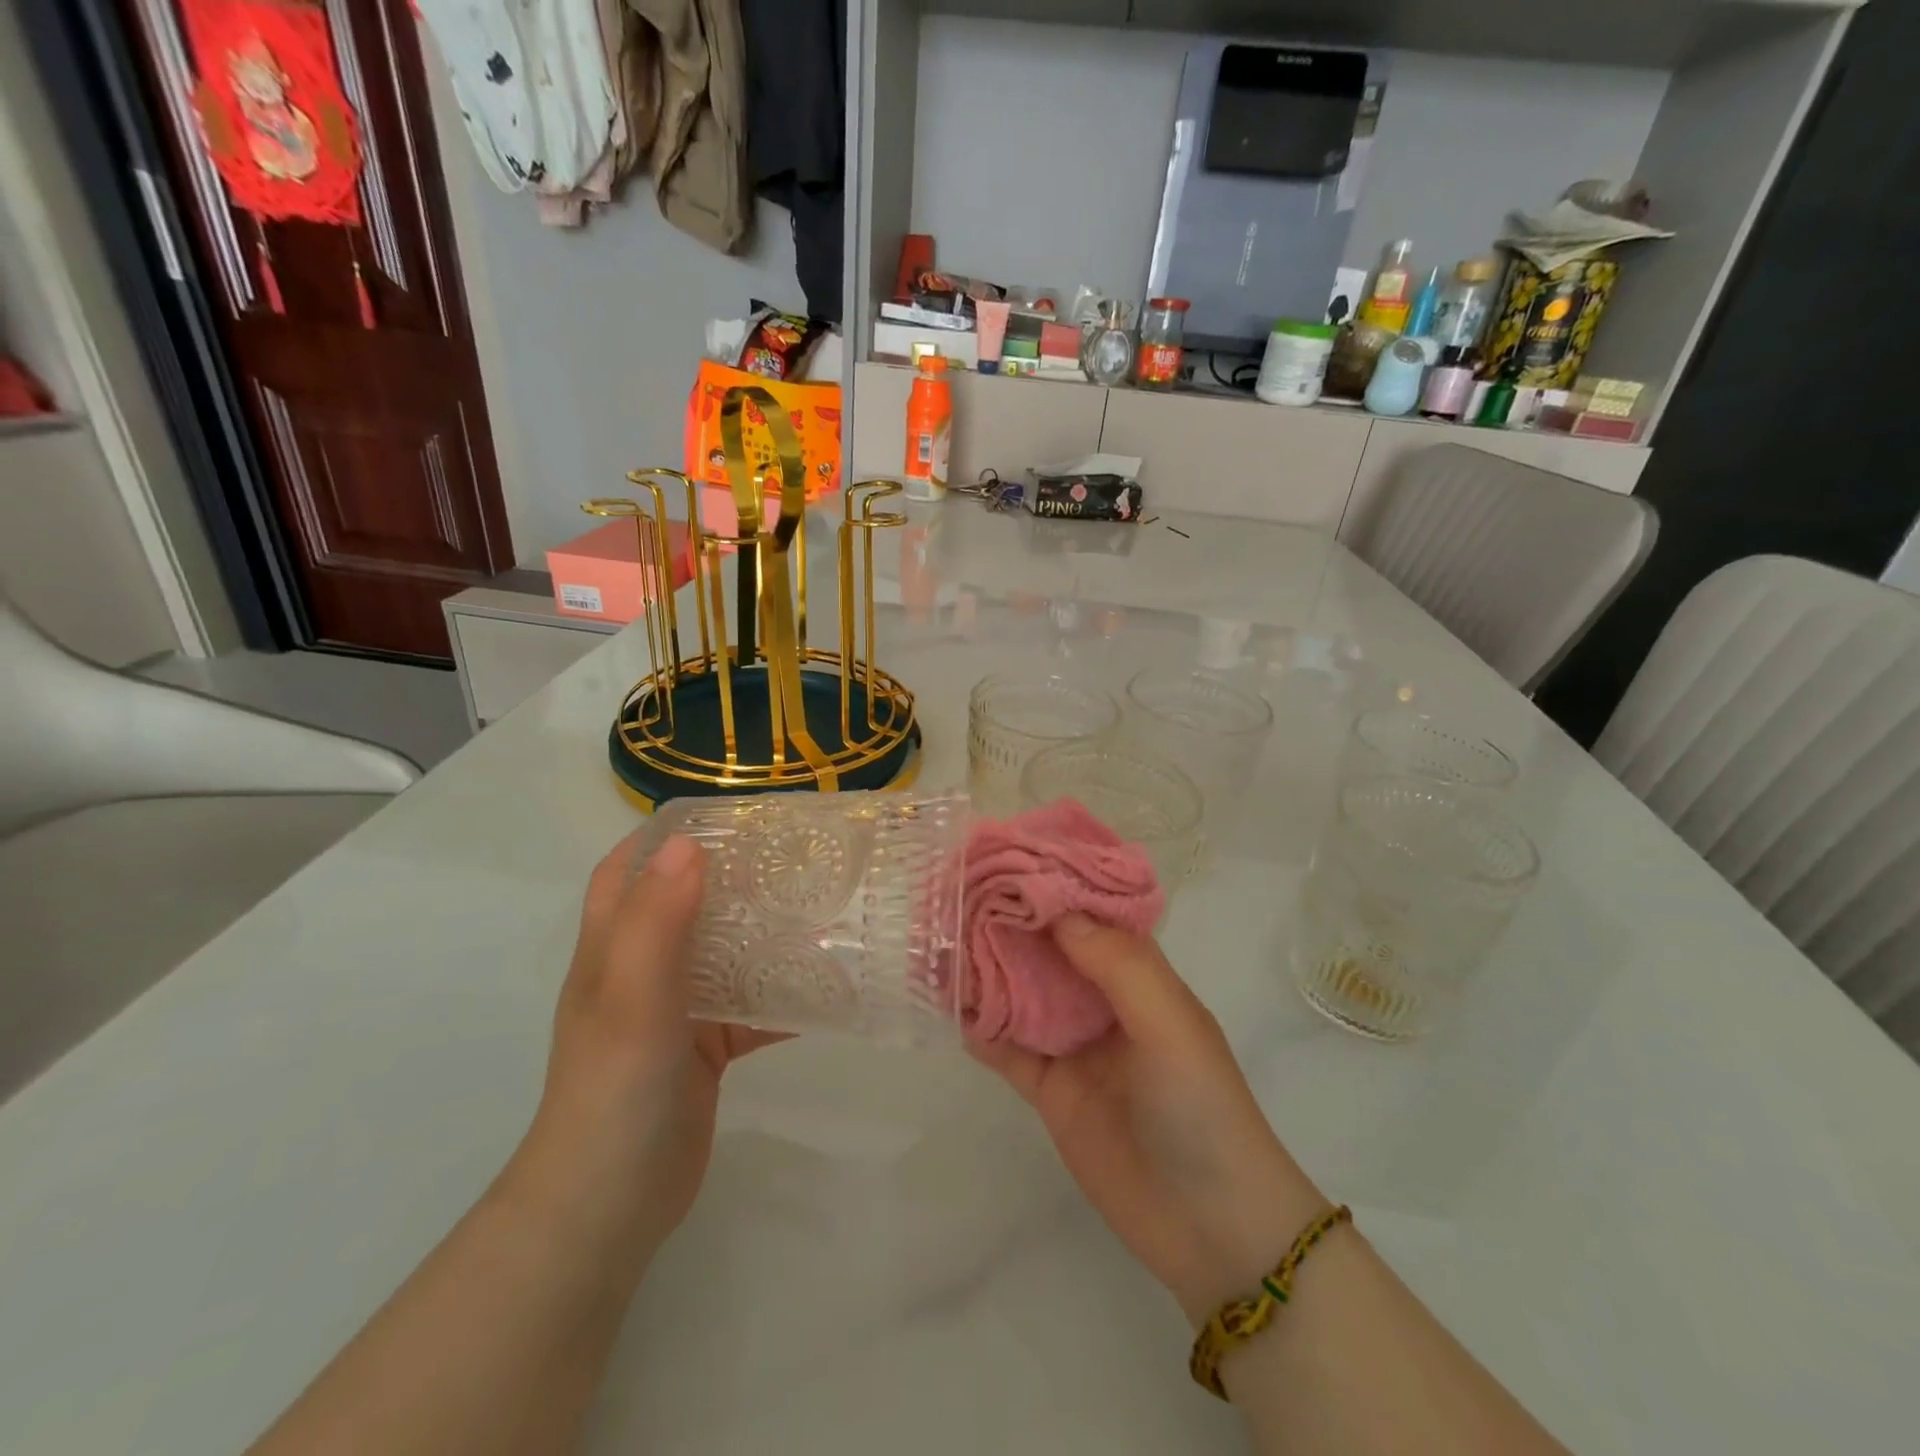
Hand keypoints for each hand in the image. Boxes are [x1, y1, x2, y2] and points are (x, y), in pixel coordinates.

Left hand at [507, 832, 782, 1269]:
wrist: (610, 1208)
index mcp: (613, 949)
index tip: (726, 816)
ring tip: (819, 906)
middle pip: (685, 902)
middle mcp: (641, 971)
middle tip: (792, 855)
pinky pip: (750, 1005)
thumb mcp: (633, 999)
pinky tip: (826, 986)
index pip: (629, 870)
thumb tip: (688, 844)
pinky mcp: (706, 1047)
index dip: (665, 836)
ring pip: (724, 952)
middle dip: (731, 874)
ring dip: (762, 930)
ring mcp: (675, 1010)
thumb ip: (657, 923)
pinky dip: (781, 993)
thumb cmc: (614, 1091)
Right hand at [971, 914, 1328, 1323]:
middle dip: (1009, 921)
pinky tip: (945, 1002)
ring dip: (986, 968)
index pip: (1091, 915)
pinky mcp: (1049, 1090)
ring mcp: (1074, 1045)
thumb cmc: (1202, 1109)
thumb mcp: (1170, 1023)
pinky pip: (1006, 1047)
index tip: (1007, 856)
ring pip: (1021, 992)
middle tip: (956, 892)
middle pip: (1048, 949)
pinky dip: (978, 1025)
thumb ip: (1115, 963)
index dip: (1054, 885)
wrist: (1212, 1231)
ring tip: (940, 938)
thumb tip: (1054, 910)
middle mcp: (1103, 1001)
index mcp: (1139, 976)